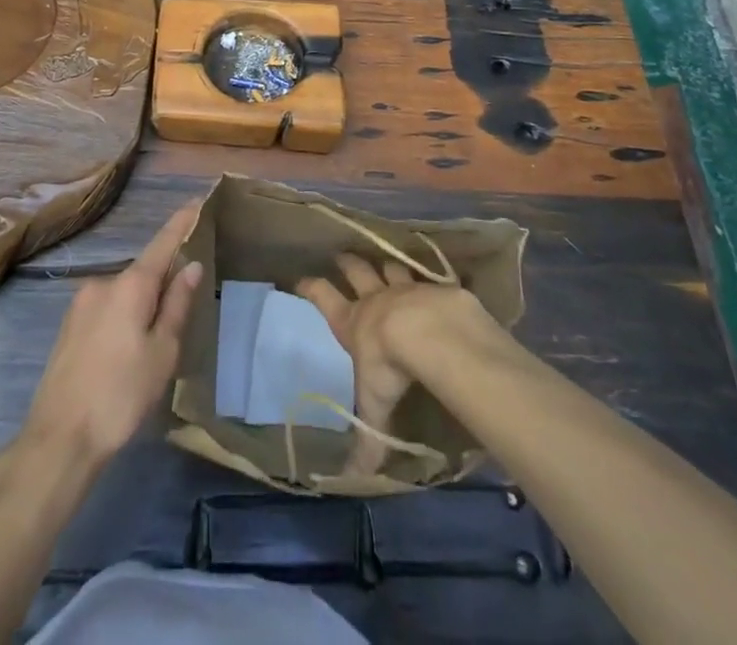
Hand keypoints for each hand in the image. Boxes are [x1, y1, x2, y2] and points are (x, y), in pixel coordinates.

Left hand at [20, 202, 203, 468]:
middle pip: (143, 271)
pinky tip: (127, 351)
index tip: (197, 201)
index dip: (181, 222)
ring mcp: (81, 303)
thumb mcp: (162, 352)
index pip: (163, 243)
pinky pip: (106, 308)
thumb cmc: (121, 395)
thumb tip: (191, 265)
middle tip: (185, 307)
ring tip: (155, 342)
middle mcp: (103, 283)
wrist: (58, 438)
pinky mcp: (69, 325)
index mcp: (130, 284)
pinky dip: (123, 316)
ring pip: (124, 293)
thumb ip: (177, 304)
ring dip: (142, 304)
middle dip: (164, 280)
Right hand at [297, 255, 485, 471]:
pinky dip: (428, 277)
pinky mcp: (435, 287)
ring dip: (387, 266)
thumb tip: (353, 480)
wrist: (428, 332)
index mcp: (353, 322)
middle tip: (341, 255)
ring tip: (385, 262)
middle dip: (348, 264)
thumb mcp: (374, 404)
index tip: (301, 279)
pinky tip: (433, 279)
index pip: (324, 298)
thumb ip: (367, 439)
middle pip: (357, 272)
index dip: (312, 288)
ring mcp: (406, 288)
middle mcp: (376, 299)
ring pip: (391, 268)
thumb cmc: (389, 365)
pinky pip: (429, 277)